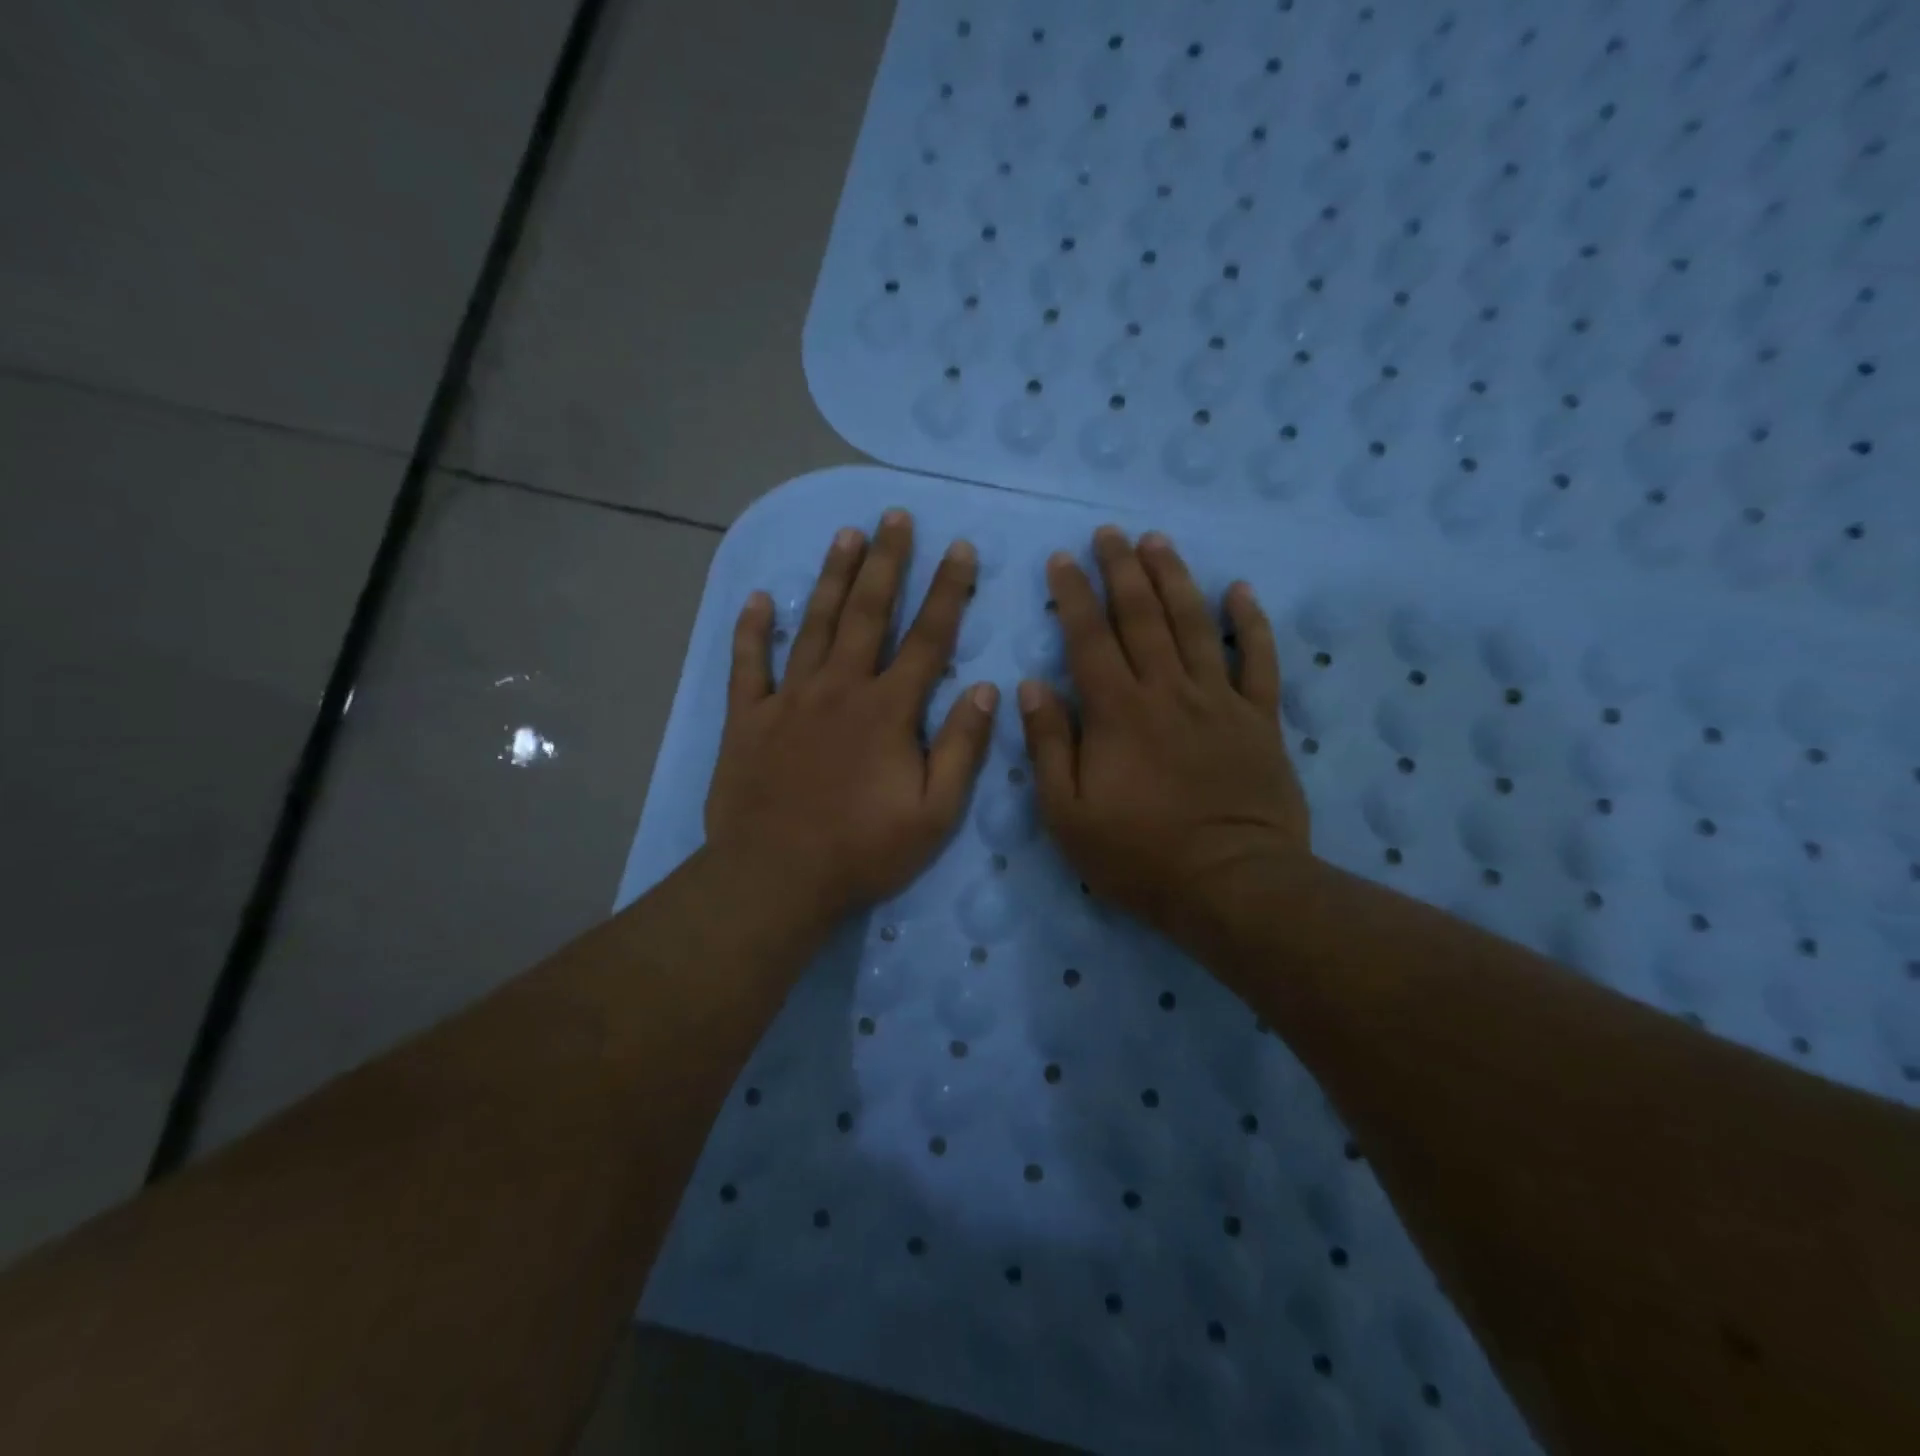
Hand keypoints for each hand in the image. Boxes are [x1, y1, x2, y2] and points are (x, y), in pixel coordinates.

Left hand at [706, 510, 998, 923]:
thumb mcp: (935, 812)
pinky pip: (747, 664)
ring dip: (830, 578)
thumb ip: (962, 748)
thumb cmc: (863, 851)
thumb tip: (989, 690)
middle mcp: (840, 689)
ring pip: (812, 625)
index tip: (960, 548)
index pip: (927, 639)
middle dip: (886, 562)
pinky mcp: (746, 718)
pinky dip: (751, 630)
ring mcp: (788, 699)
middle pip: (866, 613)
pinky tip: (757, 599)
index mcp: (888, 711)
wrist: (777, 877)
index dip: (947, 591)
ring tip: (845, 535)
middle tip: (894, 517)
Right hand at [1019, 526, 1309, 951]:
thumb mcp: (1068, 814)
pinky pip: (1258, 660)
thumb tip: (1033, 686)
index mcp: (1117, 711)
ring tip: (1157, 541)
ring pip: (1195, 624)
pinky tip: (1240, 590)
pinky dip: (1250, 623)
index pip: (1089, 637)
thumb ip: (1049, 745)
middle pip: (1142, 616)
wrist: (1231, 885)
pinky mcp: (1259, 719)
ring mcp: (1218, 700)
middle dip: (1122, 569)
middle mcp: (1167, 691)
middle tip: (1109, 533)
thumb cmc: (1139, 855)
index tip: (1062, 560)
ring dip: (1174, 578)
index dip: (1073, 595)